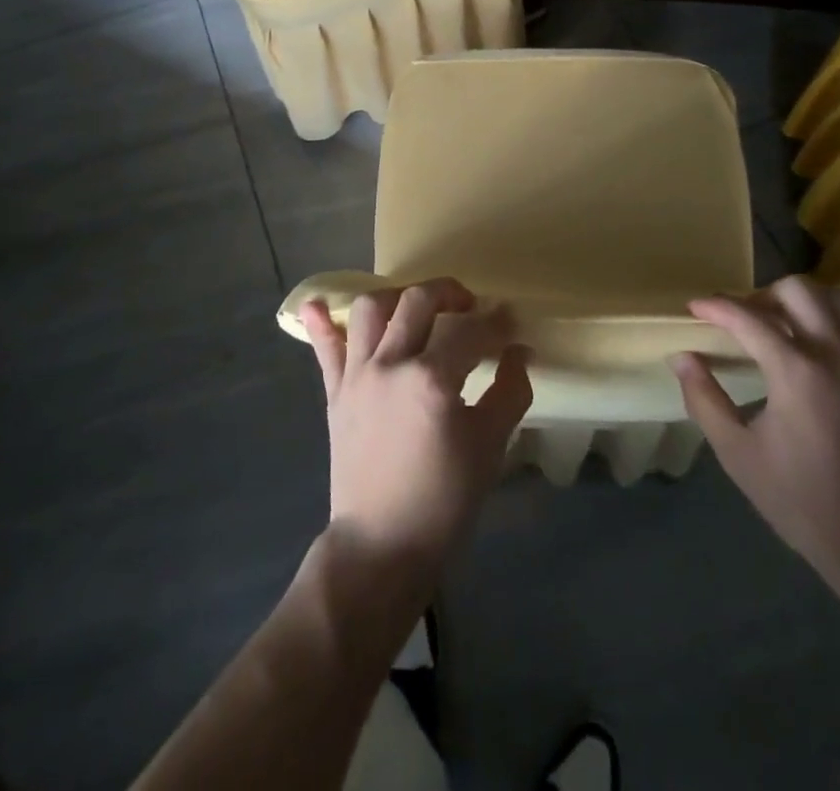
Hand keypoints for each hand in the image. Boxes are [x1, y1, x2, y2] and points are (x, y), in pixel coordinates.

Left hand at [300, 279, 532, 590]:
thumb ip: (509, 391)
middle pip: (418, 301)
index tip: (511, 322)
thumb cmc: (443, 500)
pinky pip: (324, 349)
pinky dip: (322, 323)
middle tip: (469, 307)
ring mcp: (357, 376)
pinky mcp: (335, 394)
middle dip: (450, 292)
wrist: (382, 547)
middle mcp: (390, 365)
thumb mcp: (490, 446)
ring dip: (397, 297)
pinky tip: (320, 304)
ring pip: (370, 309)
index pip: (471, 331)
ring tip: (416, 309)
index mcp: (431, 379)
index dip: (497, 323)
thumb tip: (519, 352)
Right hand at [673, 278, 839, 586]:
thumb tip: (681, 357)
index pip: (748, 319)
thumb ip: (704, 398)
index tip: (694, 307)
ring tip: (784, 320)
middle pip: (797, 290)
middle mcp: (835, 355)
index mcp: (796, 374)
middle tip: (745, 320)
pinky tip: (827, 326)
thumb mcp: (735, 452)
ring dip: (804, 299)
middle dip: (762, 295)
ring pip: (836, 296)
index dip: (716, 306)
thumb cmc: (795, 496)